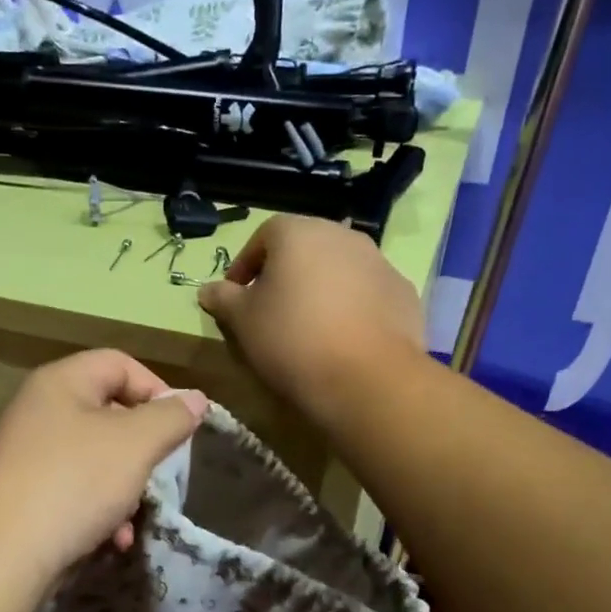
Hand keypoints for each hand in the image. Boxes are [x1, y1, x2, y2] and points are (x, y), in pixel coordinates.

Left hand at [0, 350, 207, 583]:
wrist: (3, 554)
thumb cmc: (75, 482)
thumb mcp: (136, 444)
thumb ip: (170, 417)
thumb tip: (195, 399)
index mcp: (61, 382)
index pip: (120, 363)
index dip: (157, 389)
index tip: (181, 427)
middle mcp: (39, 410)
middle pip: (108, 411)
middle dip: (143, 446)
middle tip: (161, 472)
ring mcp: (28, 454)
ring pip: (95, 456)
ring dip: (125, 486)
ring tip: (134, 516)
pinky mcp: (24, 494)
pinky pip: (75, 488)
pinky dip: (100, 508)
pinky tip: (112, 538)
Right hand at [197, 216, 423, 425]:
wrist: (366, 378)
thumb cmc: (291, 339)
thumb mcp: (242, 321)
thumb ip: (223, 299)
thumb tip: (208, 290)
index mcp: (299, 233)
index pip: (263, 236)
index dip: (245, 265)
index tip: (236, 296)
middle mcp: (342, 235)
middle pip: (304, 249)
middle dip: (284, 275)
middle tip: (270, 312)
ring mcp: (379, 262)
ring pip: (338, 269)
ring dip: (319, 290)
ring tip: (307, 328)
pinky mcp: (403, 292)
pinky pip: (366, 293)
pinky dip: (351, 308)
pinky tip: (342, 340)